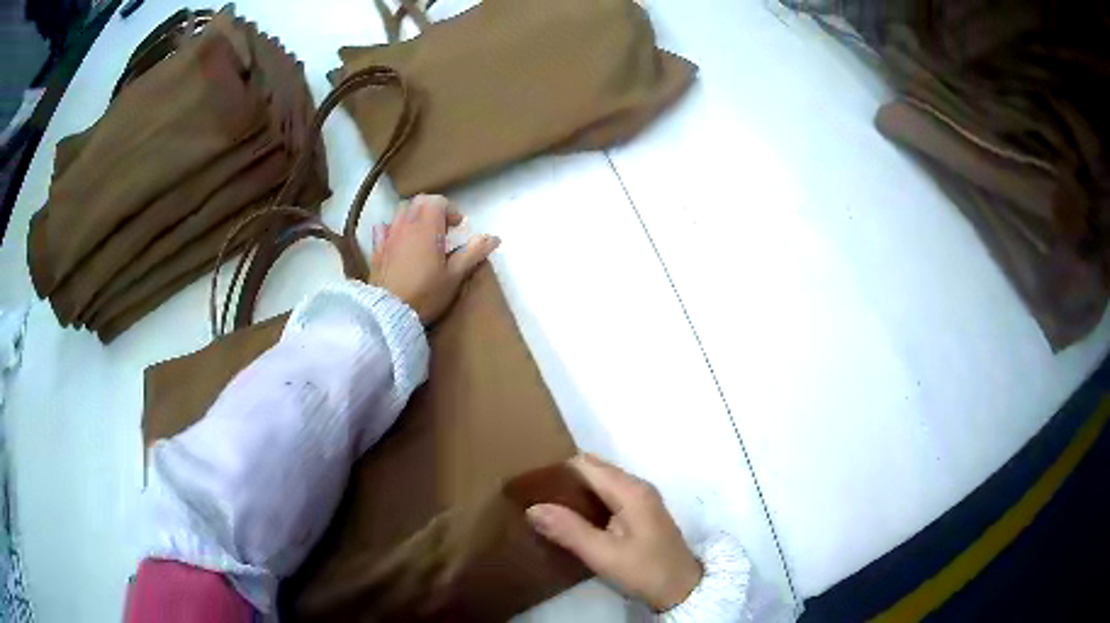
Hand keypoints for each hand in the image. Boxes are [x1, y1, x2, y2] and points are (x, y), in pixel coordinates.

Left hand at [371, 194, 499, 324]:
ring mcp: (389, 235)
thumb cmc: (426, 293)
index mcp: (427, 226)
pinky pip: (384, 229)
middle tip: (442, 229)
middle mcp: (406, 224)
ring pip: (401, 212)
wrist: (389, 312)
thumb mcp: (455, 275)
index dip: (450, 210)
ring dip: (414, 216)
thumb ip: (473, 252)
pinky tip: (398, 242)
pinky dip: (393, 229)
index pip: (438, 201)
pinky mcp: (377, 249)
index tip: (458, 227)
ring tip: (422, 235)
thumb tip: (494, 238)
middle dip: (432, 210)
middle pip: (419, 202)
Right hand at [526, 454, 703, 611]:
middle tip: (530, 496)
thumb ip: (570, 530)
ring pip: (599, 483)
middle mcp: (636, 486)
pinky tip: (568, 519)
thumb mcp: (604, 555)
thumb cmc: (645, 570)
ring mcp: (640, 499)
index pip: (585, 464)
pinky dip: (585, 502)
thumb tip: (532, 508)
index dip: (556, 470)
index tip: (527, 484)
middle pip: (592, 470)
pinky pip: (606, 496)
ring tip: (542, 506)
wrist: (681, 589)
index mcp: (630, 490)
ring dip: (573, 491)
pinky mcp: (639, 513)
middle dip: (562, 479)